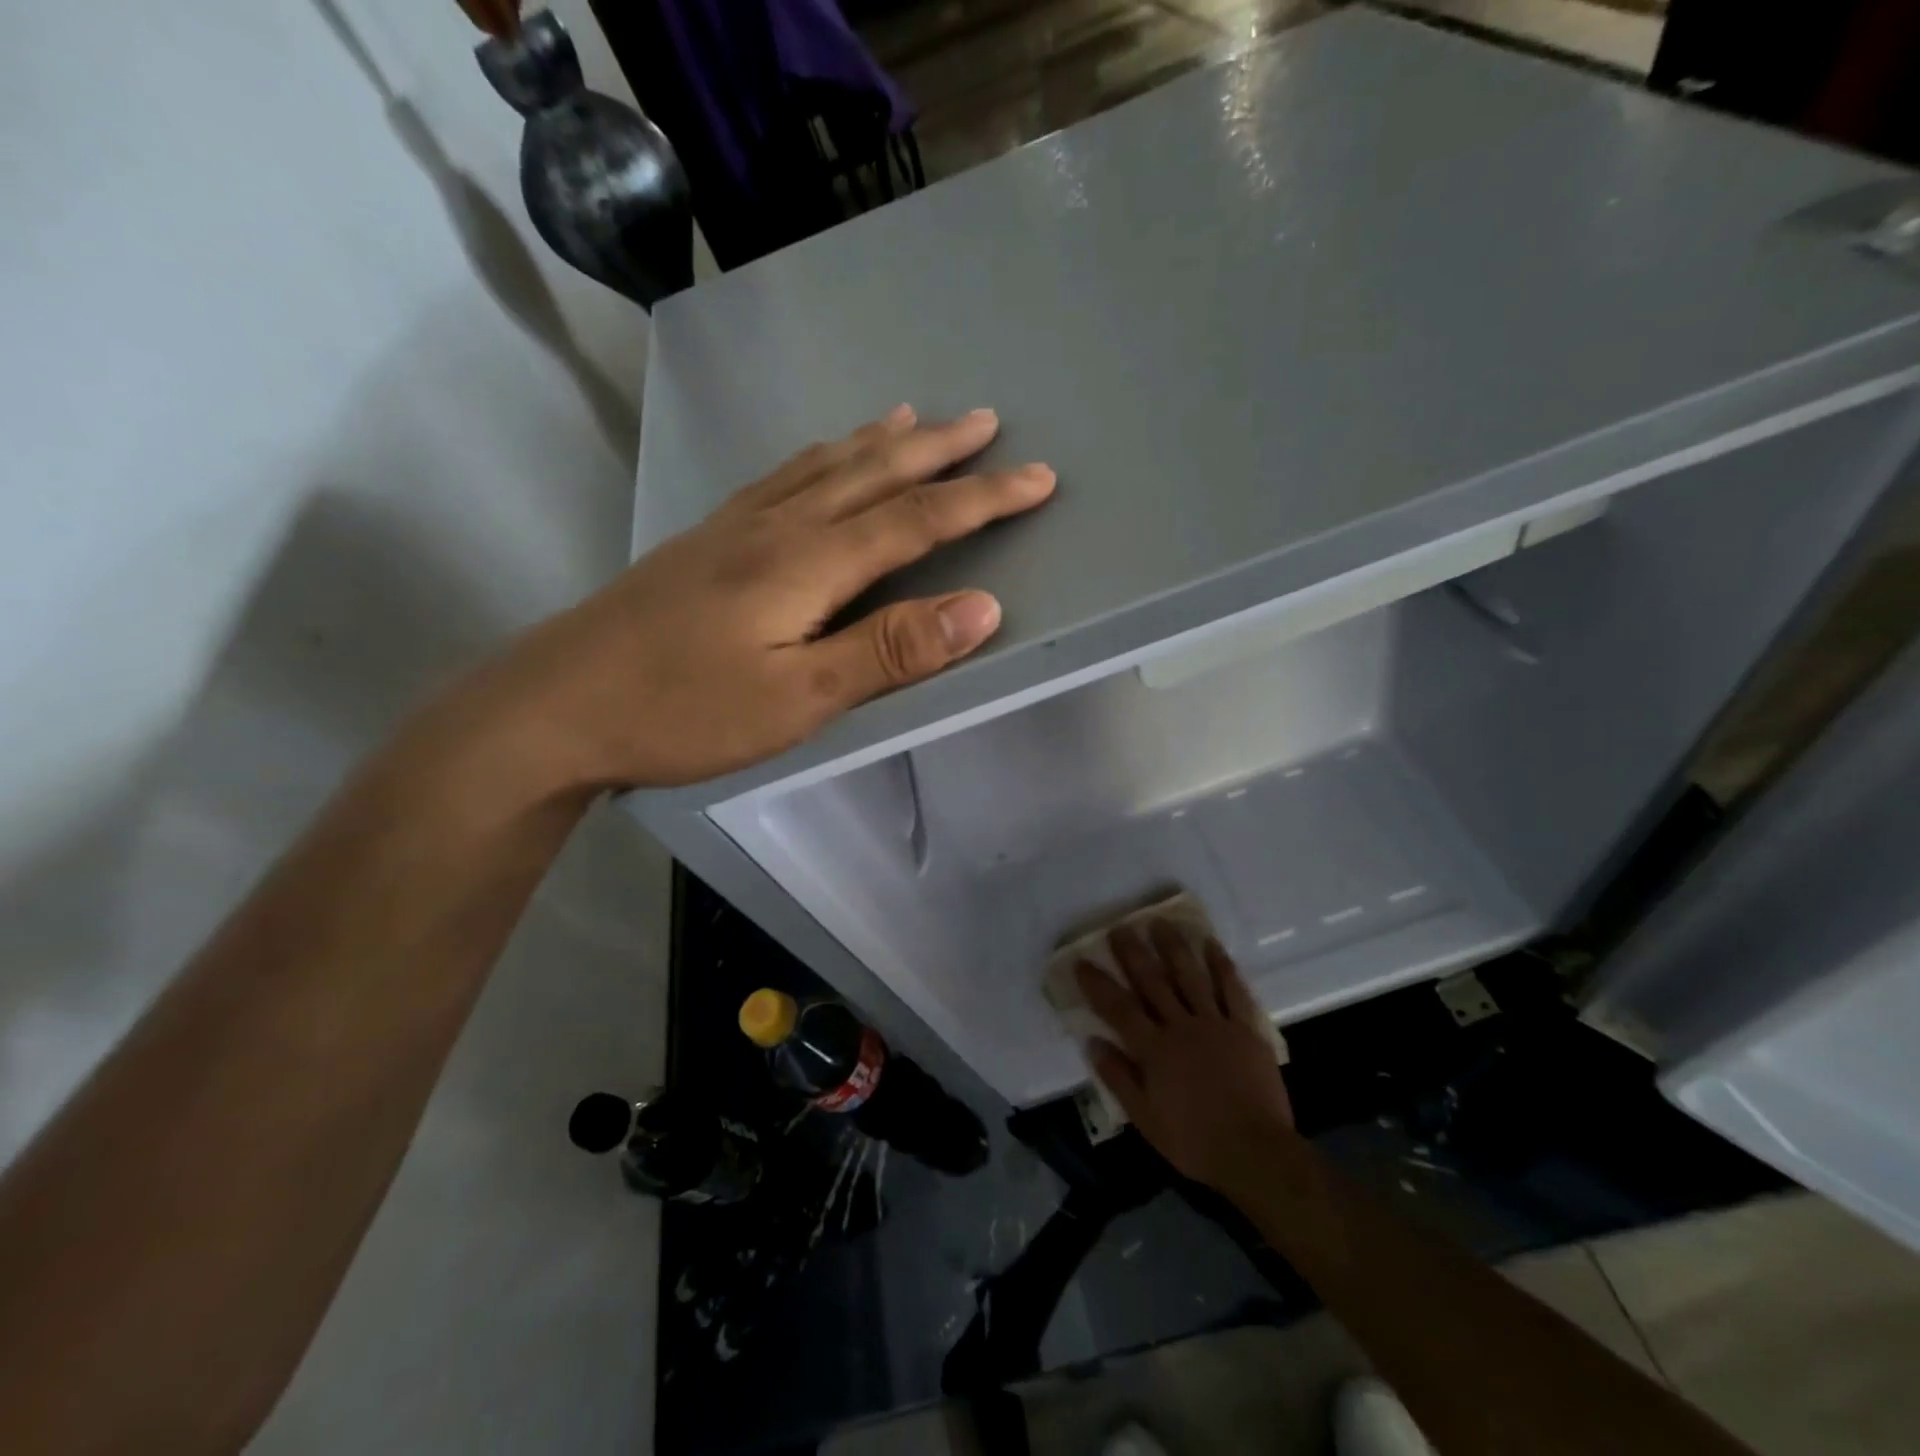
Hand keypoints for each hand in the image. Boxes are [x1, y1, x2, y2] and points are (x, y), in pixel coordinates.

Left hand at [443, 406, 1054, 791]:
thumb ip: (890, 651)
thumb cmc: (684, 710)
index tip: (1039, 478)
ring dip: (880, 442)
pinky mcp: (708, 539)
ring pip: (826, 466)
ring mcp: (737, 526)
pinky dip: (821, 457)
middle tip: (988, 424)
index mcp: (809, 562)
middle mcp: (779, 526)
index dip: (983, 498)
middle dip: (940, 451)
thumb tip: (982, 607)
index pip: (918, 519)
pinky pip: (782, 477)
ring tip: (917, 418)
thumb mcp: (800, 697)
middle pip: (874, 475)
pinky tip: (820, 458)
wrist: (560, 703)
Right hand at [1075, 921, 1294, 1187]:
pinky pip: (1231, 990)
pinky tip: (1211, 944)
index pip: (1118, 1008)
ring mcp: (1215, 1024)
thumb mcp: (1145, 1118)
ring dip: (1173, 947)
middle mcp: (1180, 1027)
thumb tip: (1093, 1042)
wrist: (1254, 1152)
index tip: (1081, 961)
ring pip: (1189, 976)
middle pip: (1152, 982)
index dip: (1098, 984)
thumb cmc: (1194, 1140)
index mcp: (1153, 1049)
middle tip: (1121, 927)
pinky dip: (1221, 965)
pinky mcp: (1245, 1028)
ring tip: (1160, 922)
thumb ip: (1118, 1077)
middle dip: (1134, 953)